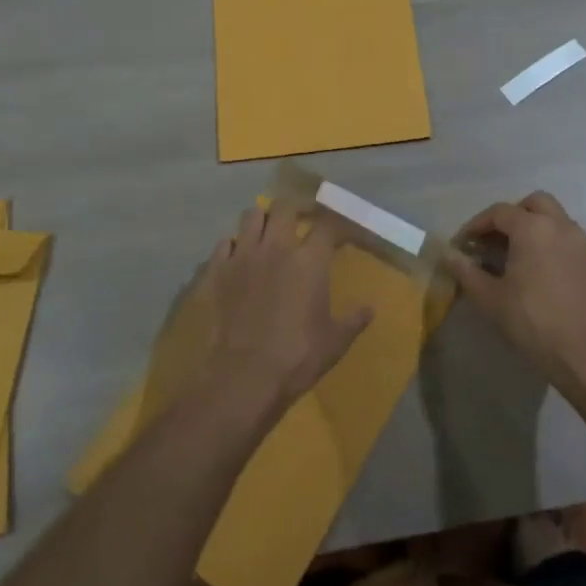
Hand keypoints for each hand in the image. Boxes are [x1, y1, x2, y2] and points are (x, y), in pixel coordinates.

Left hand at [197, 205, 373, 409]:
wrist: (241, 379)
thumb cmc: (296, 358)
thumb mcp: (335, 342)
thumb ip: (353, 320)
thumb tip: (370, 308)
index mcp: (309, 261)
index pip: (327, 225)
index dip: (336, 224)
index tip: (340, 234)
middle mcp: (275, 248)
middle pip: (284, 207)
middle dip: (294, 210)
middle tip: (300, 222)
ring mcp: (241, 257)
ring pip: (251, 216)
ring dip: (262, 220)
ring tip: (267, 234)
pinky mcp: (215, 272)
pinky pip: (224, 243)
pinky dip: (233, 246)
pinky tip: (238, 259)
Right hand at [442, 191, 585, 387]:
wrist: (585, 351)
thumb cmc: (531, 321)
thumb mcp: (489, 297)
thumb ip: (465, 271)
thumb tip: (447, 254)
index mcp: (532, 228)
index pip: (499, 212)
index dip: (476, 225)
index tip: (463, 244)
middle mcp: (560, 226)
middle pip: (533, 203)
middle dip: (511, 216)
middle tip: (494, 241)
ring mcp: (582, 242)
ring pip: (555, 218)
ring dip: (533, 227)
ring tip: (516, 256)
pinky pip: (568, 238)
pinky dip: (551, 242)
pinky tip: (539, 270)